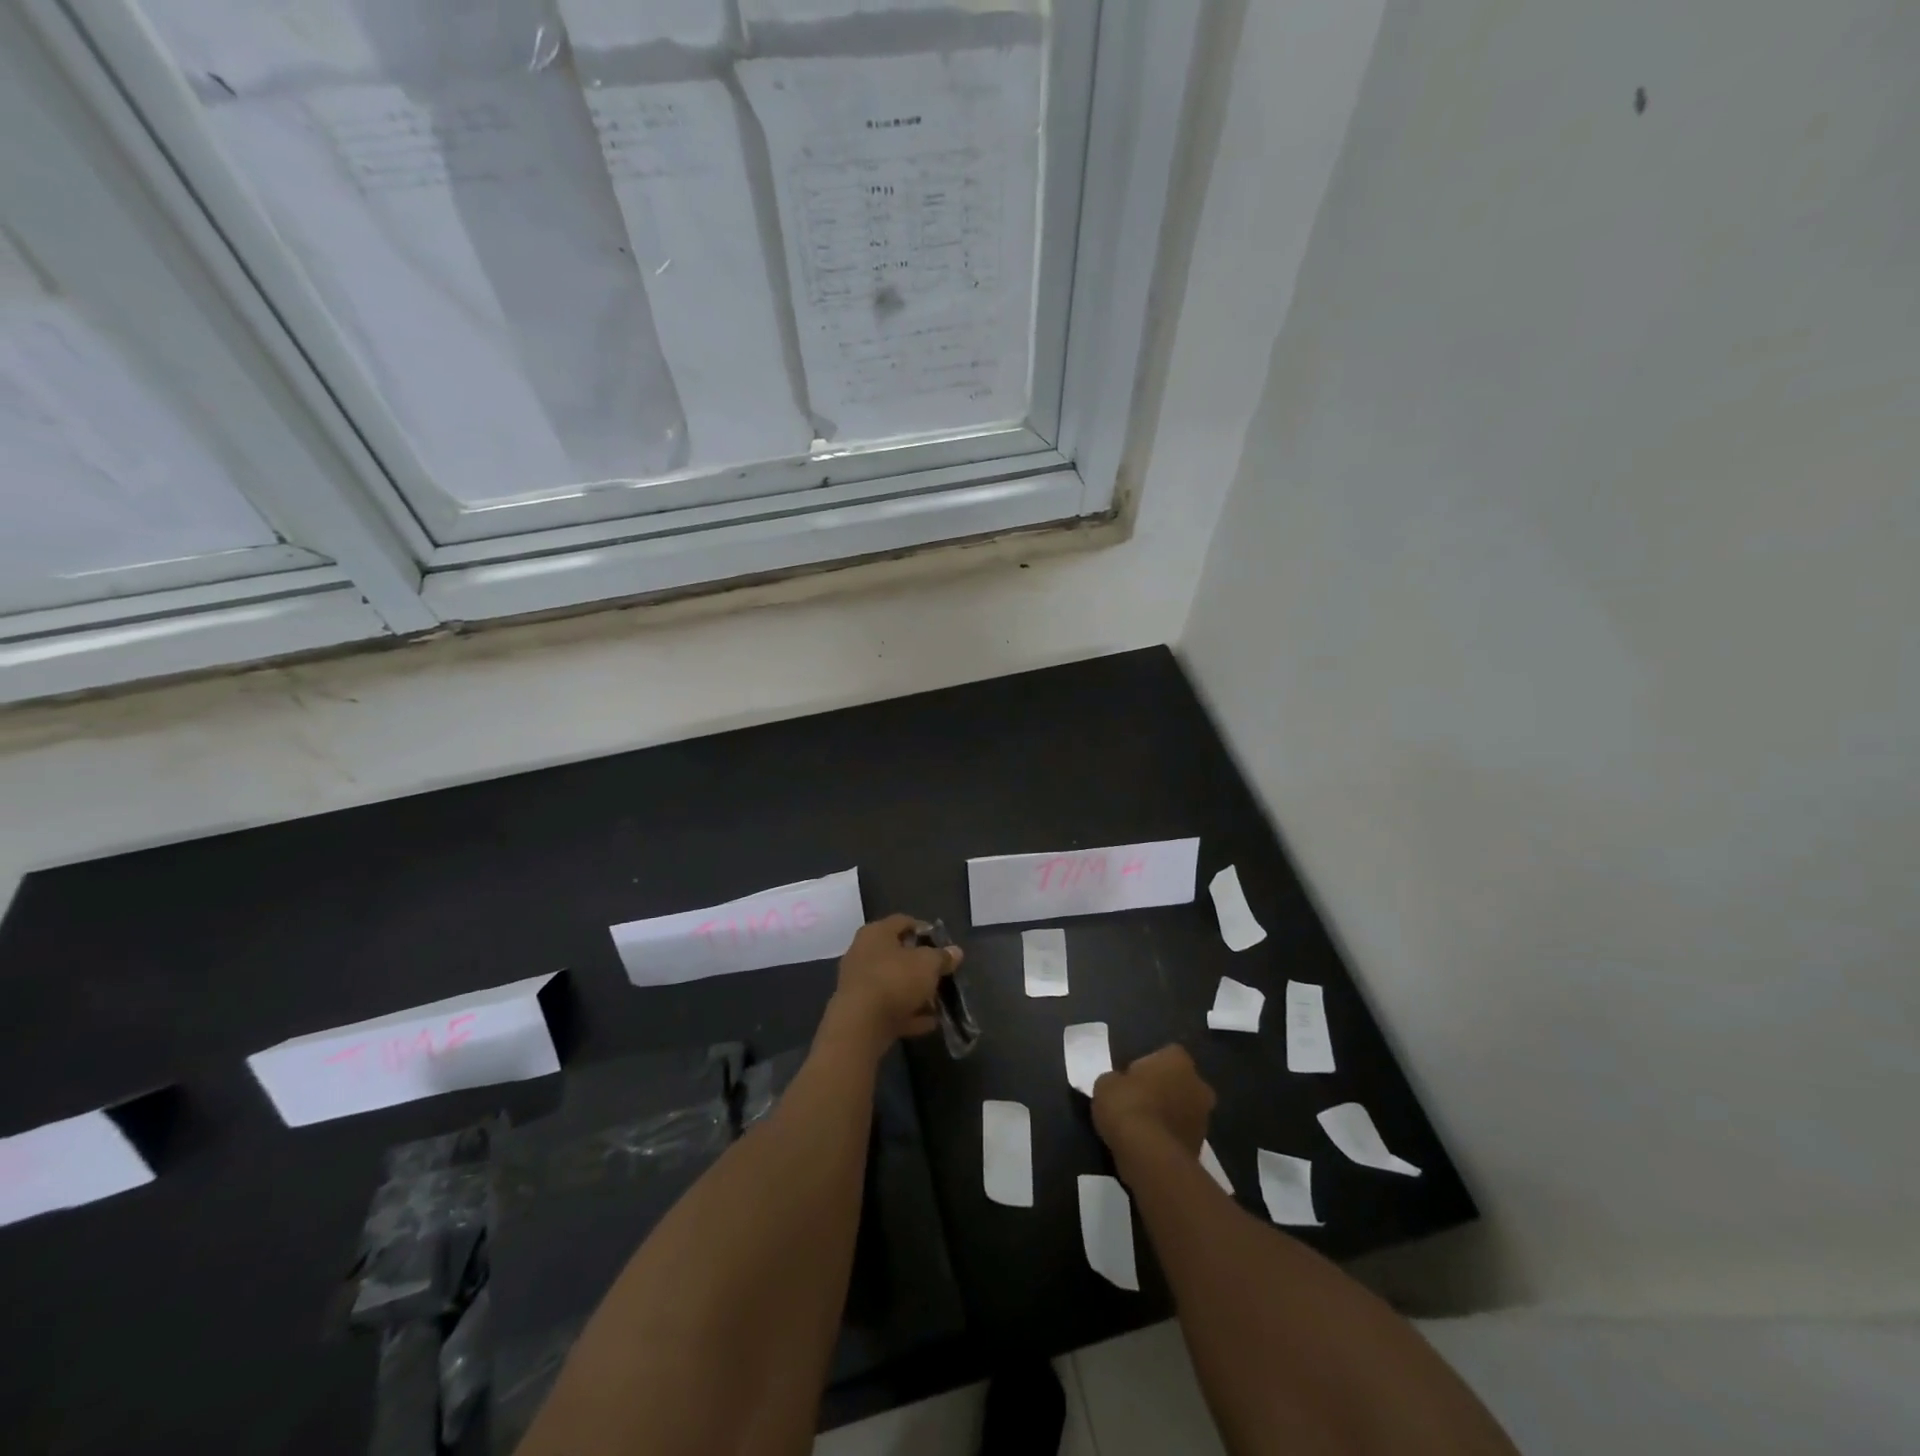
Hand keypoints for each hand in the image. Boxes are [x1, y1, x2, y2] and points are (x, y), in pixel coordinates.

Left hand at [819, 914, 962, 1059]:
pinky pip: (888, 1007)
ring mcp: (858, 983)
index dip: (925, 930)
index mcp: (876, 933)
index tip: (943, 944)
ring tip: (937, 1003)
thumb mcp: (928, 964)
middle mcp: (862, 953)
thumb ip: (943, 957)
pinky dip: (907, 1013)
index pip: (903, 921)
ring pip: (893, 983)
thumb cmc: (895, 980)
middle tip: (941, 974)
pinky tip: (928, 1023)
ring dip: (915, 992)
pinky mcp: (859, 1010)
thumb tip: (955, 952)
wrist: (860, 1025)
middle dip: (921, 965)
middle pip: (897, 954)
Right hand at [1092, 1044, 1215, 1157]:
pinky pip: (1181, 1135)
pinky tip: (1150, 1145)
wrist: (1148, 1155)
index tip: (1132, 1078)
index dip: (1148, 1066)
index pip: (1166, 1054)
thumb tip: (1120, 1085)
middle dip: (1165, 1090)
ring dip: (1169, 1115)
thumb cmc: (1127, 1106)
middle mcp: (1198, 1084)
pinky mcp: (1201, 1147)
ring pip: (1184, 1110)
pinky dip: (1170, 1138)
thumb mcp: (1106, 1084)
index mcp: (1178, 1060)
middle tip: (1140, 1101)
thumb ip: (1117, 1079)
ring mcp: (1204, 1118)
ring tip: (1143, 1127)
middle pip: (1181, 1082)